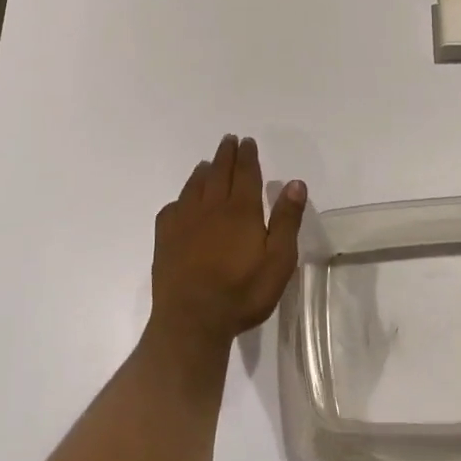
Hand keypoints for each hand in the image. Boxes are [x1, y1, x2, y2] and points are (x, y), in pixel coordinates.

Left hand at [149, 134, 305, 359]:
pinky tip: (182, 202)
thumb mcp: (278, 261)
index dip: (247, 156)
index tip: (247, 142)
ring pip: (194, 187)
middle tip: (229, 140)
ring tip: (207, 164)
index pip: (245, 173)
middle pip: (219, 173)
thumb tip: (295, 183)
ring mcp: (184, 221)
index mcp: (241, 210)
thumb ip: (286, 220)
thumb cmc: (242, 292)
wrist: (192, 320)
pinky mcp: (165, 238)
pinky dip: (180, 198)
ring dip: (203, 171)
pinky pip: (173, 208)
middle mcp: (211, 207)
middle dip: (225, 155)